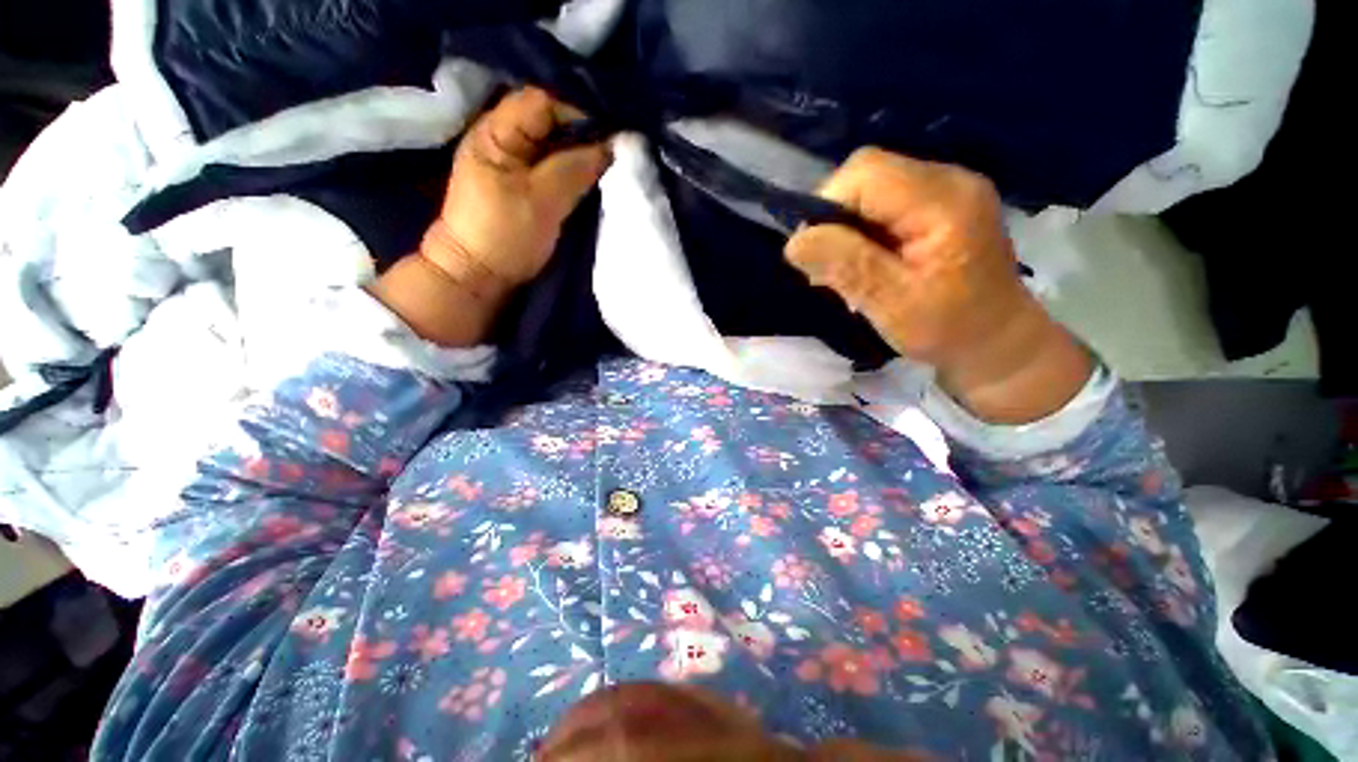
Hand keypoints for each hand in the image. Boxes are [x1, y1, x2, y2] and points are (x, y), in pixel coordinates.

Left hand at [371, 88, 608, 347]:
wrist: (480, 275)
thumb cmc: (505, 234)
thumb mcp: (541, 199)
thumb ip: (574, 168)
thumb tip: (611, 147)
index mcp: (495, 132)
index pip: (542, 103)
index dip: (576, 116)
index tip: (607, 143)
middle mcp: (502, 140)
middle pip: (549, 124)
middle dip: (582, 138)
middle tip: (611, 159)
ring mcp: (511, 165)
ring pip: (553, 148)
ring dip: (579, 157)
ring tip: (605, 171)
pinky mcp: (522, 188)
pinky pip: (552, 169)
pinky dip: (571, 173)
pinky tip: (588, 184)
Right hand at [786, 148, 1090, 423]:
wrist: (998, 343)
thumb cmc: (950, 330)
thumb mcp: (893, 304)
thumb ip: (846, 266)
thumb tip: (794, 241)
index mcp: (944, 200)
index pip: (865, 172)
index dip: (827, 205)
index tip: (814, 253)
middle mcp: (949, 180)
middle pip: (868, 174)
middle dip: (834, 218)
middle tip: (827, 267)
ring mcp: (946, 191)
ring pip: (872, 190)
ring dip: (846, 228)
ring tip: (845, 270)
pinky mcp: (939, 207)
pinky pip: (885, 204)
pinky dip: (862, 232)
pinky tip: (865, 263)